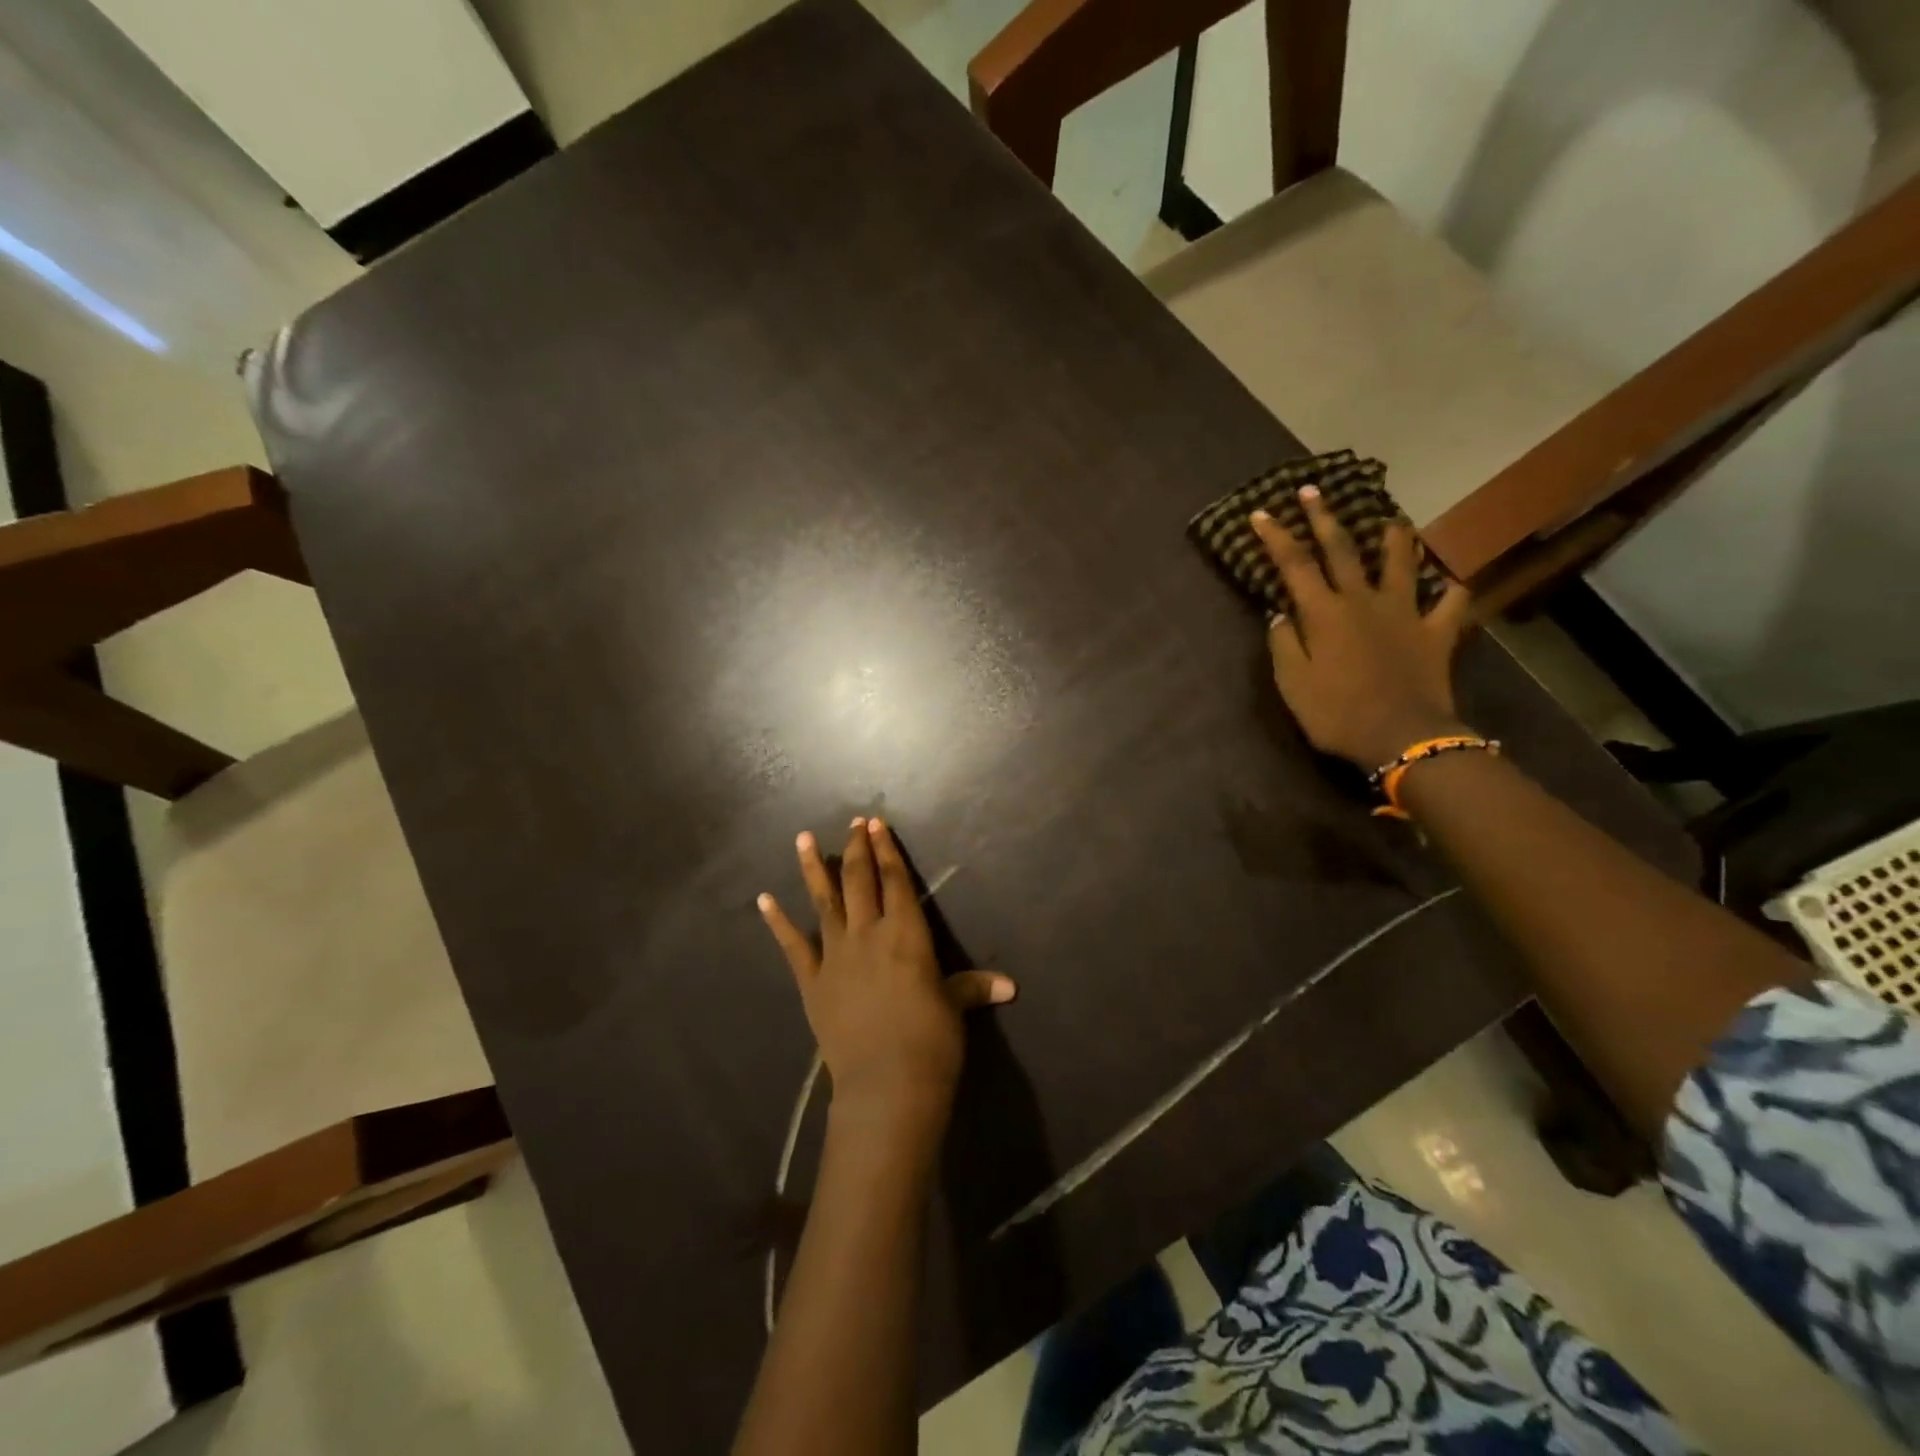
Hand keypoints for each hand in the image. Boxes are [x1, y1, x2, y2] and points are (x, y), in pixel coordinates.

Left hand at [758, 817, 1015, 1131]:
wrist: (886, 1085)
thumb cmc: (930, 1042)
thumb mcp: (954, 1008)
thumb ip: (973, 987)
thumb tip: (1010, 986)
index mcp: (905, 933)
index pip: (895, 880)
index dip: (887, 850)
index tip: (876, 824)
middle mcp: (868, 933)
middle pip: (859, 880)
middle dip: (856, 848)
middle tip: (853, 822)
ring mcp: (835, 955)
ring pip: (823, 901)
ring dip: (812, 868)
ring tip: (801, 838)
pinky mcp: (812, 982)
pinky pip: (792, 945)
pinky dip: (777, 921)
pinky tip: (764, 899)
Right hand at [1251, 486, 1473, 770]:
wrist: (1402, 736)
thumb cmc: (1336, 713)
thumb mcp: (1293, 684)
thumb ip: (1284, 644)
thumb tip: (1280, 614)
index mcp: (1324, 613)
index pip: (1294, 565)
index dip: (1276, 537)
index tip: (1261, 513)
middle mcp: (1363, 601)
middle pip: (1342, 550)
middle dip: (1324, 518)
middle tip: (1313, 491)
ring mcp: (1404, 613)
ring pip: (1401, 563)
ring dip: (1394, 539)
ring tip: (1391, 521)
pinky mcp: (1436, 632)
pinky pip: (1449, 603)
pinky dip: (1448, 591)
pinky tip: (1447, 586)